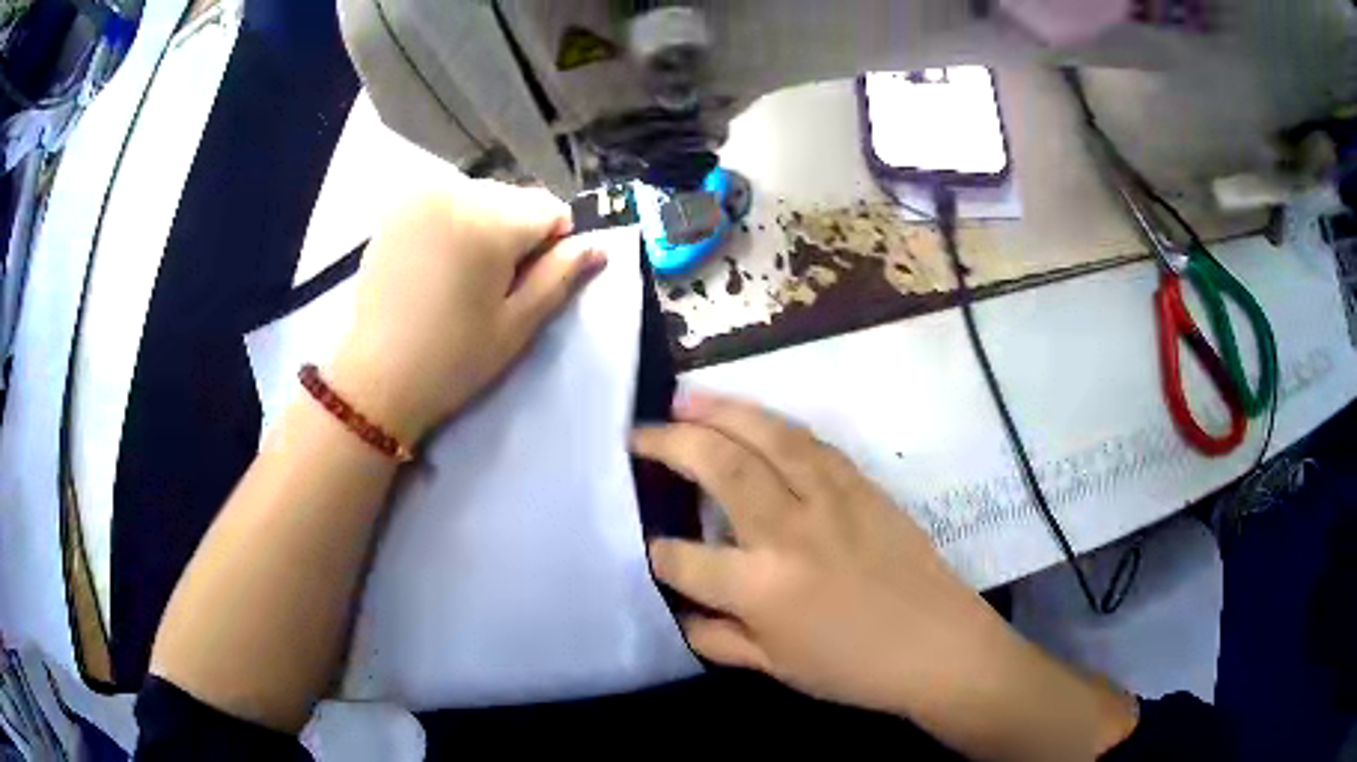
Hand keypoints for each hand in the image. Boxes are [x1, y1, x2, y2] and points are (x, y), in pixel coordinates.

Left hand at [329, 179, 604, 441]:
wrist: (375, 380)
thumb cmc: (453, 359)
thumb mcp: (517, 324)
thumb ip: (561, 276)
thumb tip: (598, 246)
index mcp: (490, 219)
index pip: (551, 210)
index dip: (553, 246)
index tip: (531, 284)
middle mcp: (456, 191)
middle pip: (515, 198)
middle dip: (517, 233)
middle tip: (495, 285)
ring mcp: (420, 196)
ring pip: (481, 198)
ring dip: (486, 226)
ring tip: (463, 277)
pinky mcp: (397, 209)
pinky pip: (446, 203)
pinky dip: (454, 224)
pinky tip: (437, 264)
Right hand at [633, 393, 1137, 759]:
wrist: (939, 645)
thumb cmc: (855, 668)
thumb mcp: (777, 668)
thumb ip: (719, 639)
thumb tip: (681, 614)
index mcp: (761, 587)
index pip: (685, 559)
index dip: (660, 553)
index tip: (652, 547)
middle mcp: (788, 531)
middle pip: (719, 467)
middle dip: (671, 444)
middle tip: (640, 433)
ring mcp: (830, 499)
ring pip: (766, 437)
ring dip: (721, 410)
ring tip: (686, 397)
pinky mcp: (862, 486)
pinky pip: (811, 443)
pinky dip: (773, 423)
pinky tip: (754, 418)